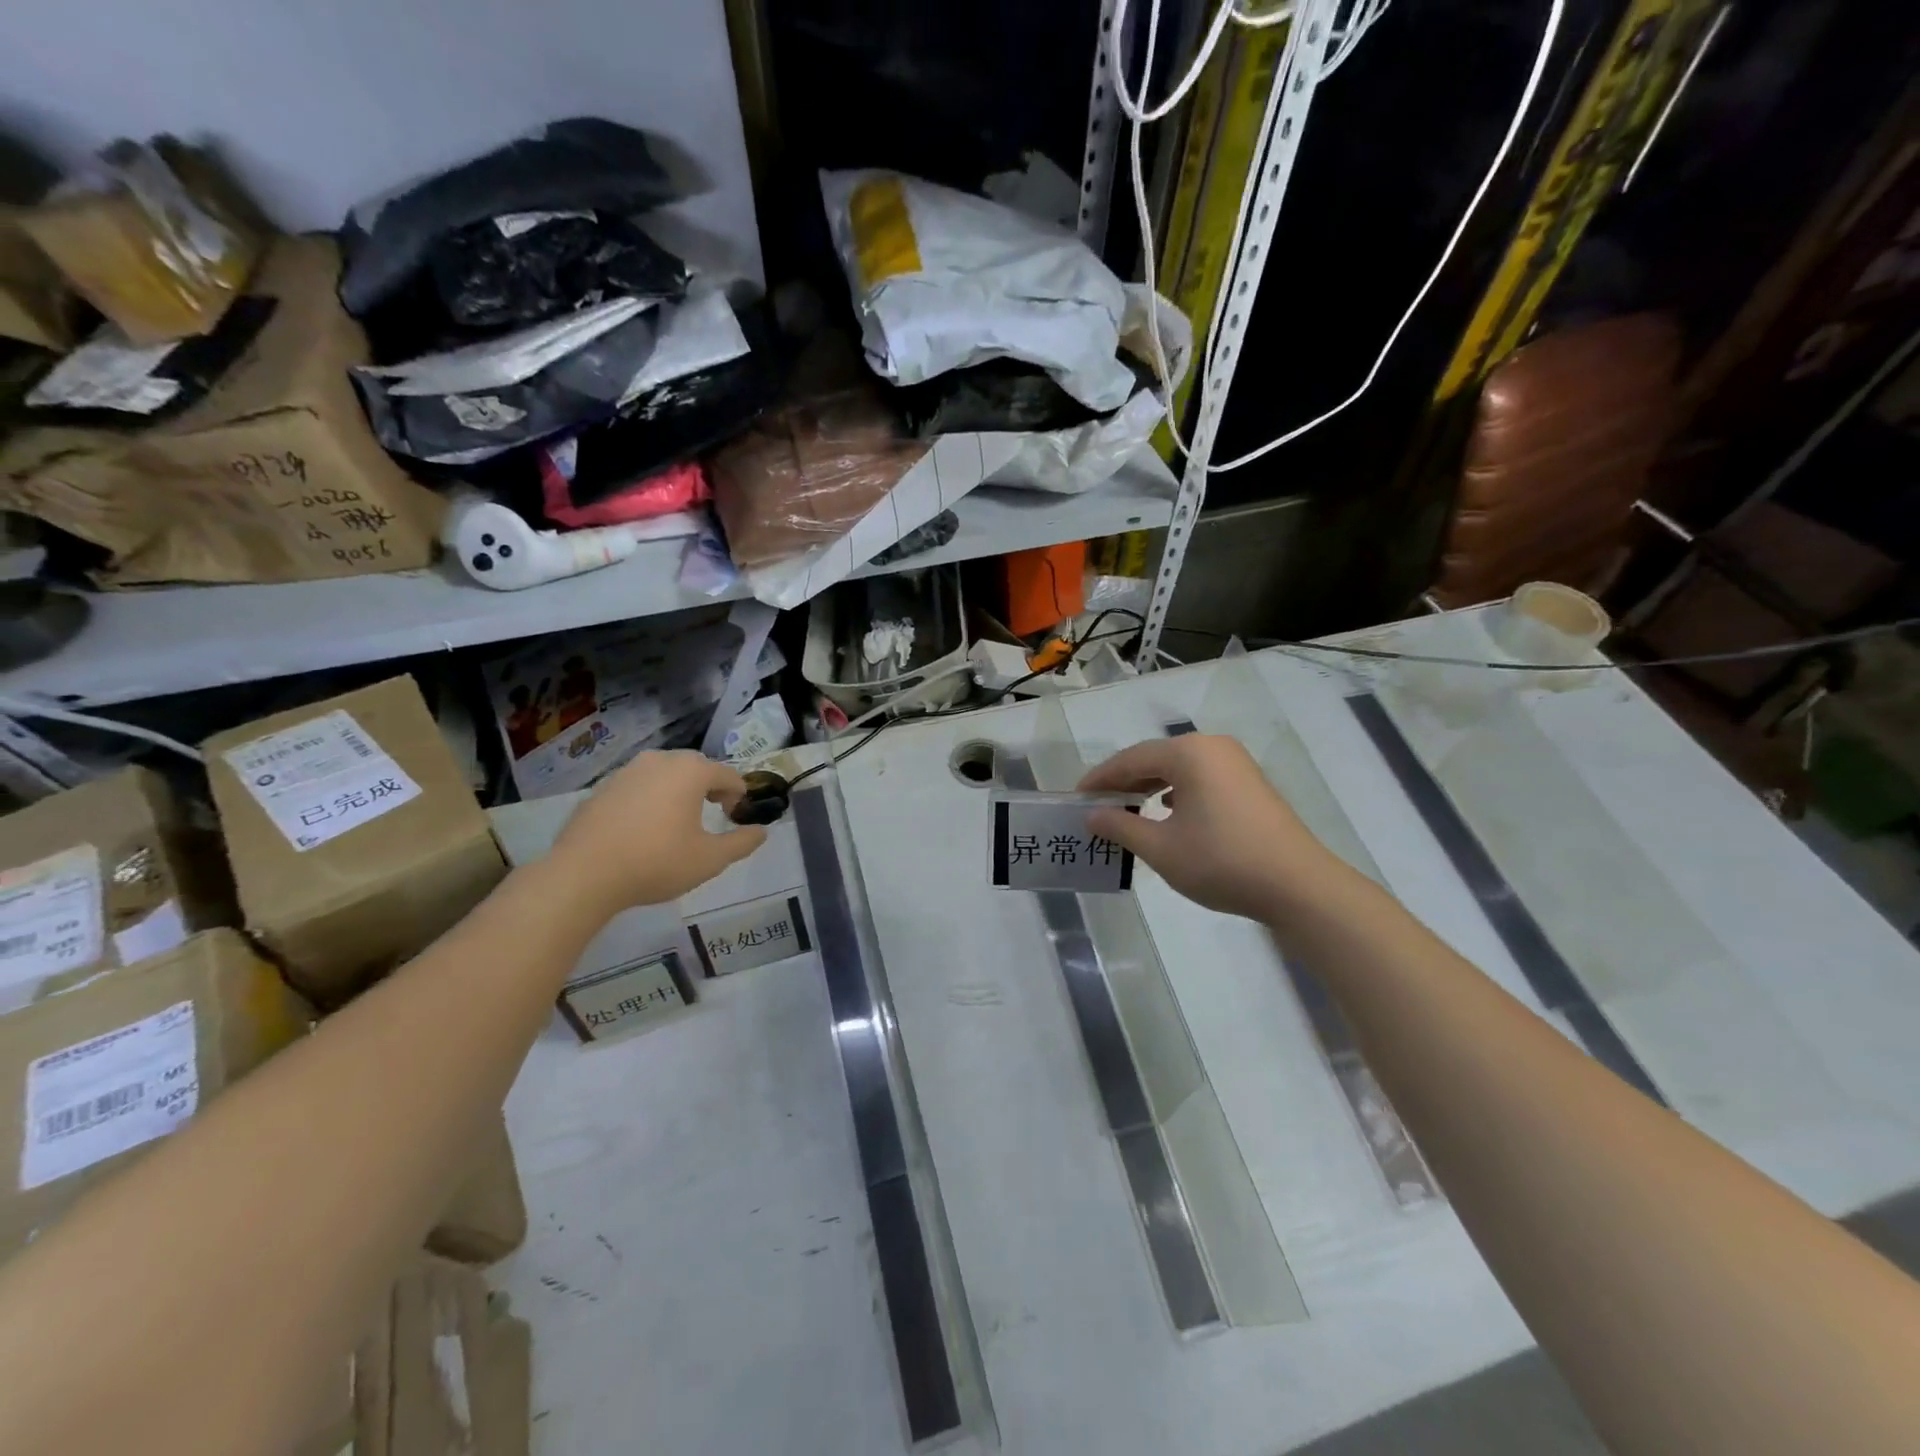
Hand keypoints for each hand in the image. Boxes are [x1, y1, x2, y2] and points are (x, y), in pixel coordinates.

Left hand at [552, 751, 766, 913]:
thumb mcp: (710, 859)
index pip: (728, 774)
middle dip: (709, 787)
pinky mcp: (602, 787)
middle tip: (713, 814)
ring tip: (678, 821)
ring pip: (664, 774)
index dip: (739, 795)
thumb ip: (741, 843)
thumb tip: (762, 832)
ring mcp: (627, 771)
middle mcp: (660, 760)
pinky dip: (650, 799)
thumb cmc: (656, 862)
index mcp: (690, 771)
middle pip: (696, 767)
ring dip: (678, 791)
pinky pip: (638, 786)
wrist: (583, 874)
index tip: (736, 818)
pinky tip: (644, 829)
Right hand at [1078, 735, 1345, 921]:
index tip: (1077, 798)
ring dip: (1150, 787)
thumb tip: (1093, 815)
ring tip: (1127, 810)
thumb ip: (1121, 826)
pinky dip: (1177, 792)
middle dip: (1124, 782)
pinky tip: (1168, 813)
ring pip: (1179, 769)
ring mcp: (1236, 764)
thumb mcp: (1161, 848)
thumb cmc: (1221, 861)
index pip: (1130, 759)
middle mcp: (1212, 747)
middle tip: (1098, 805)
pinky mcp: (1249, 784)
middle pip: (1155, 758)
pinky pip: (1200, 779)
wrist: (1298, 886)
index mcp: (1189, 753)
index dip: (1100, 779)